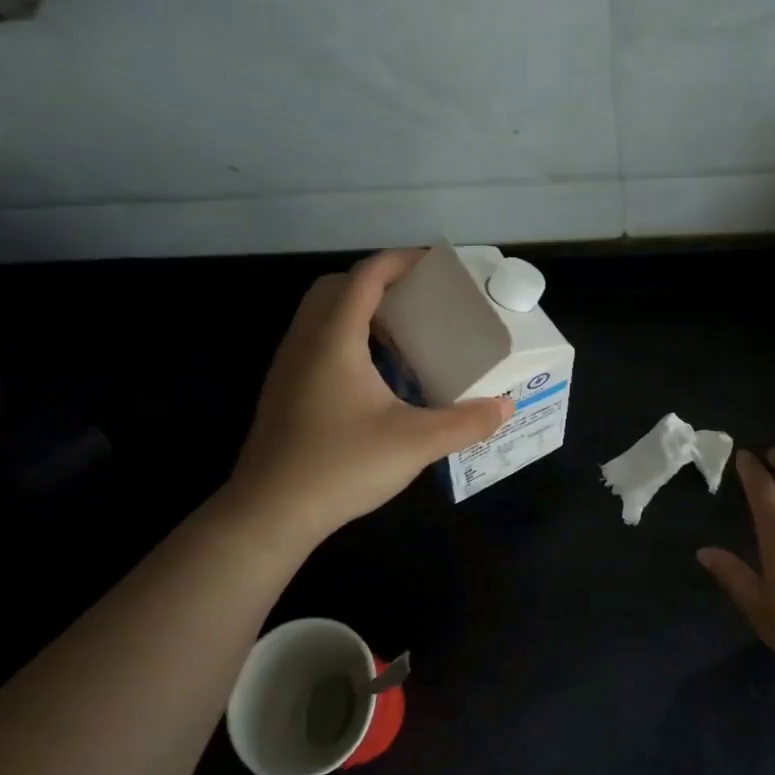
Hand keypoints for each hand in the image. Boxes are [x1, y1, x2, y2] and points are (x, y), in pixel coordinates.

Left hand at [222, 250, 512, 544]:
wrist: (270, 513)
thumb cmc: (341, 466)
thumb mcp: (415, 443)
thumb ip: (465, 422)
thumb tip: (505, 407)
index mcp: (335, 339)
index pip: (365, 277)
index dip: (400, 261)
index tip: (434, 265)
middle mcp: (305, 342)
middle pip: (336, 287)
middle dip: (377, 283)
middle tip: (416, 301)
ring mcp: (288, 367)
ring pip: (321, 316)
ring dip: (359, 312)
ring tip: (401, 336)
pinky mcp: (284, 392)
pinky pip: (315, 343)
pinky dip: (346, 339)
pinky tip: (374, 377)